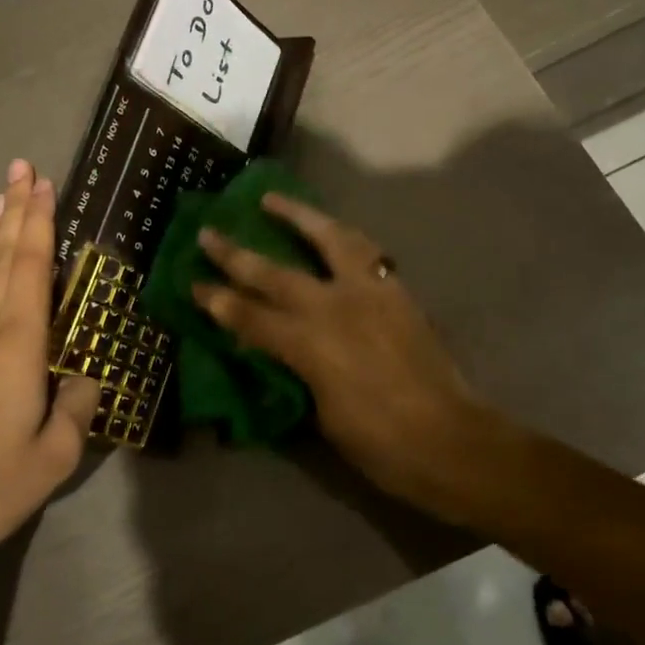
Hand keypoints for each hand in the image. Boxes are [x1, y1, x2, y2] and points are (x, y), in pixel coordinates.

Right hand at [193, 194, 490, 509]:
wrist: (451, 441)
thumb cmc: (381, 445)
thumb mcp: (323, 415)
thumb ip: (297, 370)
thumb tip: (278, 348)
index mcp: (310, 346)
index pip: (250, 317)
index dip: (218, 301)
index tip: (193, 284)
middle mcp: (335, 307)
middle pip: (275, 273)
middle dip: (236, 254)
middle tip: (209, 231)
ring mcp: (369, 292)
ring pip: (328, 238)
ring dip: (296, 216)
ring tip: (271, 199)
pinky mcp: (396, 289)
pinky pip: (364, 249)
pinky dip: (340, 234)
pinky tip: (331, 229)